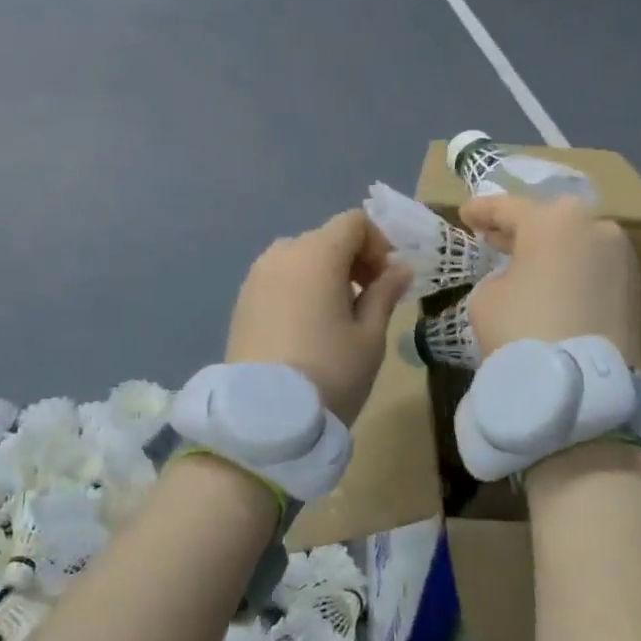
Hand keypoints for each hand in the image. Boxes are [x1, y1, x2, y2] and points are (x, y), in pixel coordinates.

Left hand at [226, 210, 411, 424]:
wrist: (263, 419)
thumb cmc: (329, 373)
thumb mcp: (370, 336)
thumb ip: (385, 293)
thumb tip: (399, 269)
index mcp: (316, 254)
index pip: (353, 222)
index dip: (378, 243)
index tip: (387, 280)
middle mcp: (281, 255)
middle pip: (325, 238)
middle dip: (353, 259)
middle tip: (368, 299)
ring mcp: (255, 277)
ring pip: (299, 258)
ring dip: (324, 274)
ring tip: (336, 316)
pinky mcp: (241, 302)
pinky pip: (278, 279)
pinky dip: (299, 288)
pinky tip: (307, 328)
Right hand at [461, 194, 640, 364]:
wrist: (578, 386)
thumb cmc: (520, 328)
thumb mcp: (487, 295)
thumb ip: (501, 274)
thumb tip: (519, 279)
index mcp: (553, 220)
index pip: (508, 207)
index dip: (482, 211)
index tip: (465, 215)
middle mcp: (595, 227)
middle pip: (551, 220)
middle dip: (522, 228)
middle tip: (496, 238)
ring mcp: (622, 257)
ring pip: (578, 244)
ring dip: (553, 251)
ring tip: (529, 266)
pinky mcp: (636, 289)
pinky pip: (595, 269)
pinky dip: (575, 273)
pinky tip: (556, 288)